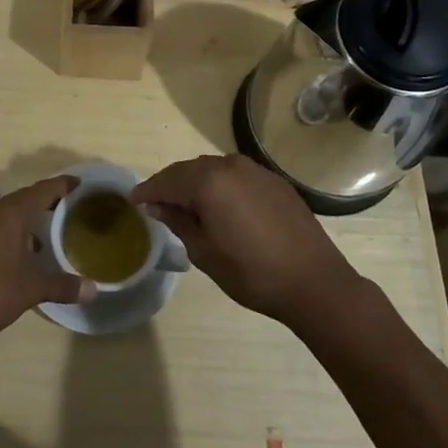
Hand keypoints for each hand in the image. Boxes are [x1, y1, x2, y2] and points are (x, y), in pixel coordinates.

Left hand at [0, 175, 94, 344]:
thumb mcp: (30, 290)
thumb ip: (62, 286)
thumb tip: (93, 289)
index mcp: (10, 213)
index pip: (42, 190)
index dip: (62, 185)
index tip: (79, 183)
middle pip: (25, 199)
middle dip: (46, 202)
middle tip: (68, 208)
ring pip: (8, 214)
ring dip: (27, 220)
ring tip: (47, 235)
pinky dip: (12, 232)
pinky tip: (20, 255)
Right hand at [131, 154, 360, 326]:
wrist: (314, 282)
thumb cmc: (252, 273)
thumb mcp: (204, 252)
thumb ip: (178, 221)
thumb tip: (156, 204)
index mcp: (209, 181)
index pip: (168, 180)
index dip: (148, 190)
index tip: (133, 200)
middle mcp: (231, 165)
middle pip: (189, 170)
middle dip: (171, 185)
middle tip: (156, 204)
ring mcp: (256, 170)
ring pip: (213, 170)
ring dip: (196, 184)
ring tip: (185, 206)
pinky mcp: (274, 181)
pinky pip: (236, 176)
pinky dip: (220, 186)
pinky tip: (219, 206)